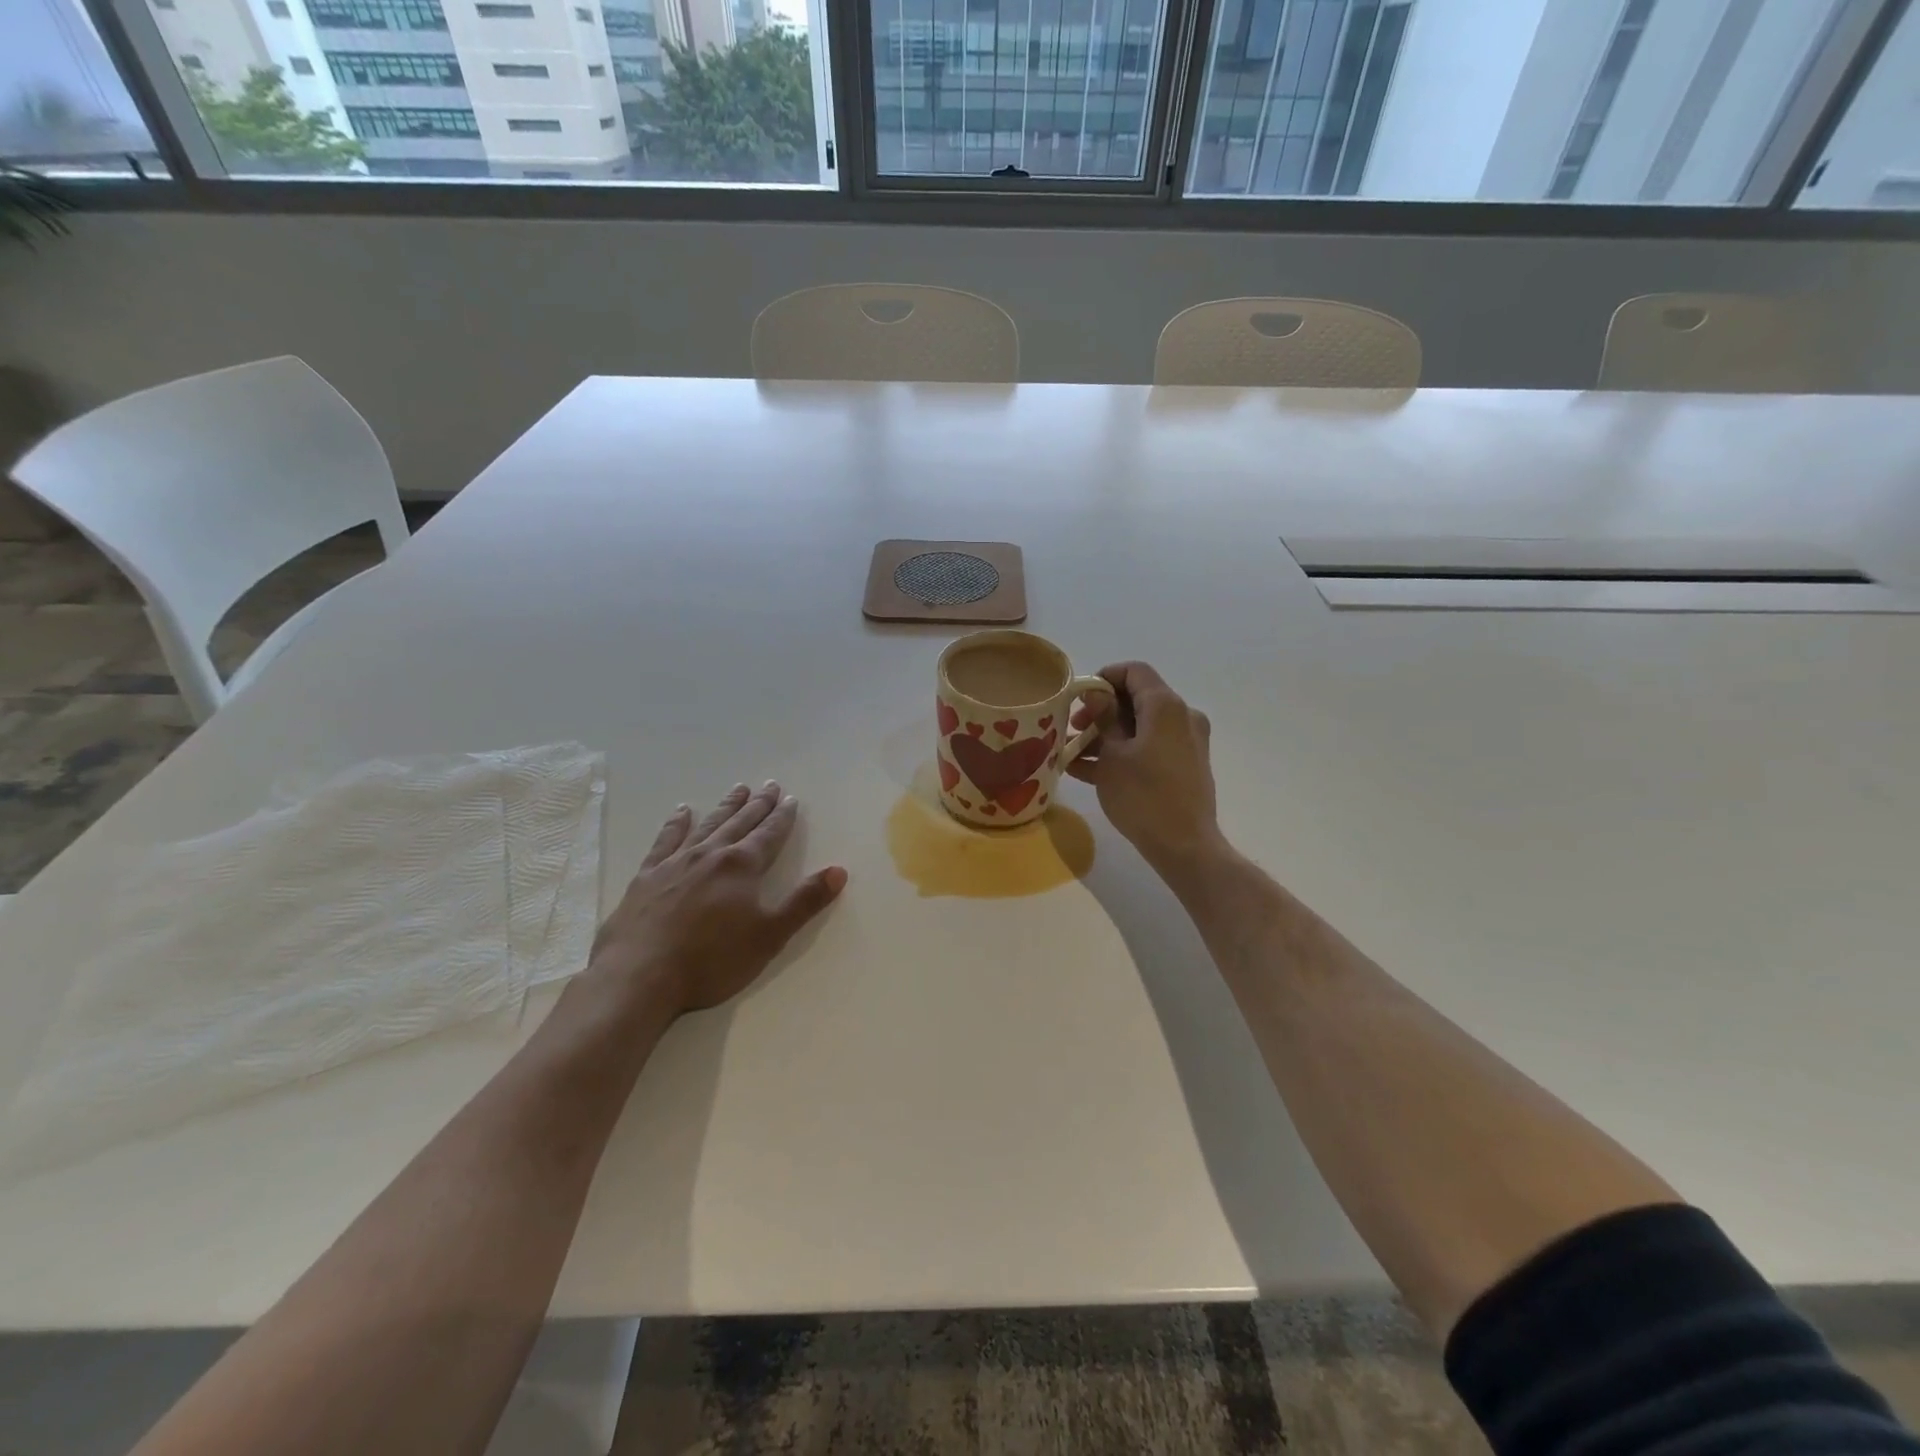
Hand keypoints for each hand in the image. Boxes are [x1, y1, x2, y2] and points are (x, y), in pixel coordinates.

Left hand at [586, 782, 847, 1017]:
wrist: (640, 976)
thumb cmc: (712, 959)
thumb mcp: (770, 935)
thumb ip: (805, 901)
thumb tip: (839, 871)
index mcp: (742, 866)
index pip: (769, 835)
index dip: (782, 817)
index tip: (791, 799)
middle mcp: (711, 855)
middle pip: (740, 823)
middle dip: (758, 805)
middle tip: (769, 785)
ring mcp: (676, 863)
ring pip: (707, 825)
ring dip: (725, 807)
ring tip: (737, 789)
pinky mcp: (647, 877)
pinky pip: (665, 840)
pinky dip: (676, 824)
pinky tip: (682, 812)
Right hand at [1067, 662, 1221, 875]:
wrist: (1184, 845)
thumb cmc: (1142, 795)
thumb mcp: (1112, 754)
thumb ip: (1103, 717)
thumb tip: (1096, 691)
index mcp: (1165, 705)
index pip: (1134, 671)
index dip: (1104, 678)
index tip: (1078, 698)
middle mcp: (1182, 716)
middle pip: (1137, 699)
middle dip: (1101, 711)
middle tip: (1073, 729)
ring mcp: (1186, 742)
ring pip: (1141, 727)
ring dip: (1107, 736)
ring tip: (1073, 755)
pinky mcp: (1185, 766)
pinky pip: (1150, 748)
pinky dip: (1124, 753)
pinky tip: (1088, 772)